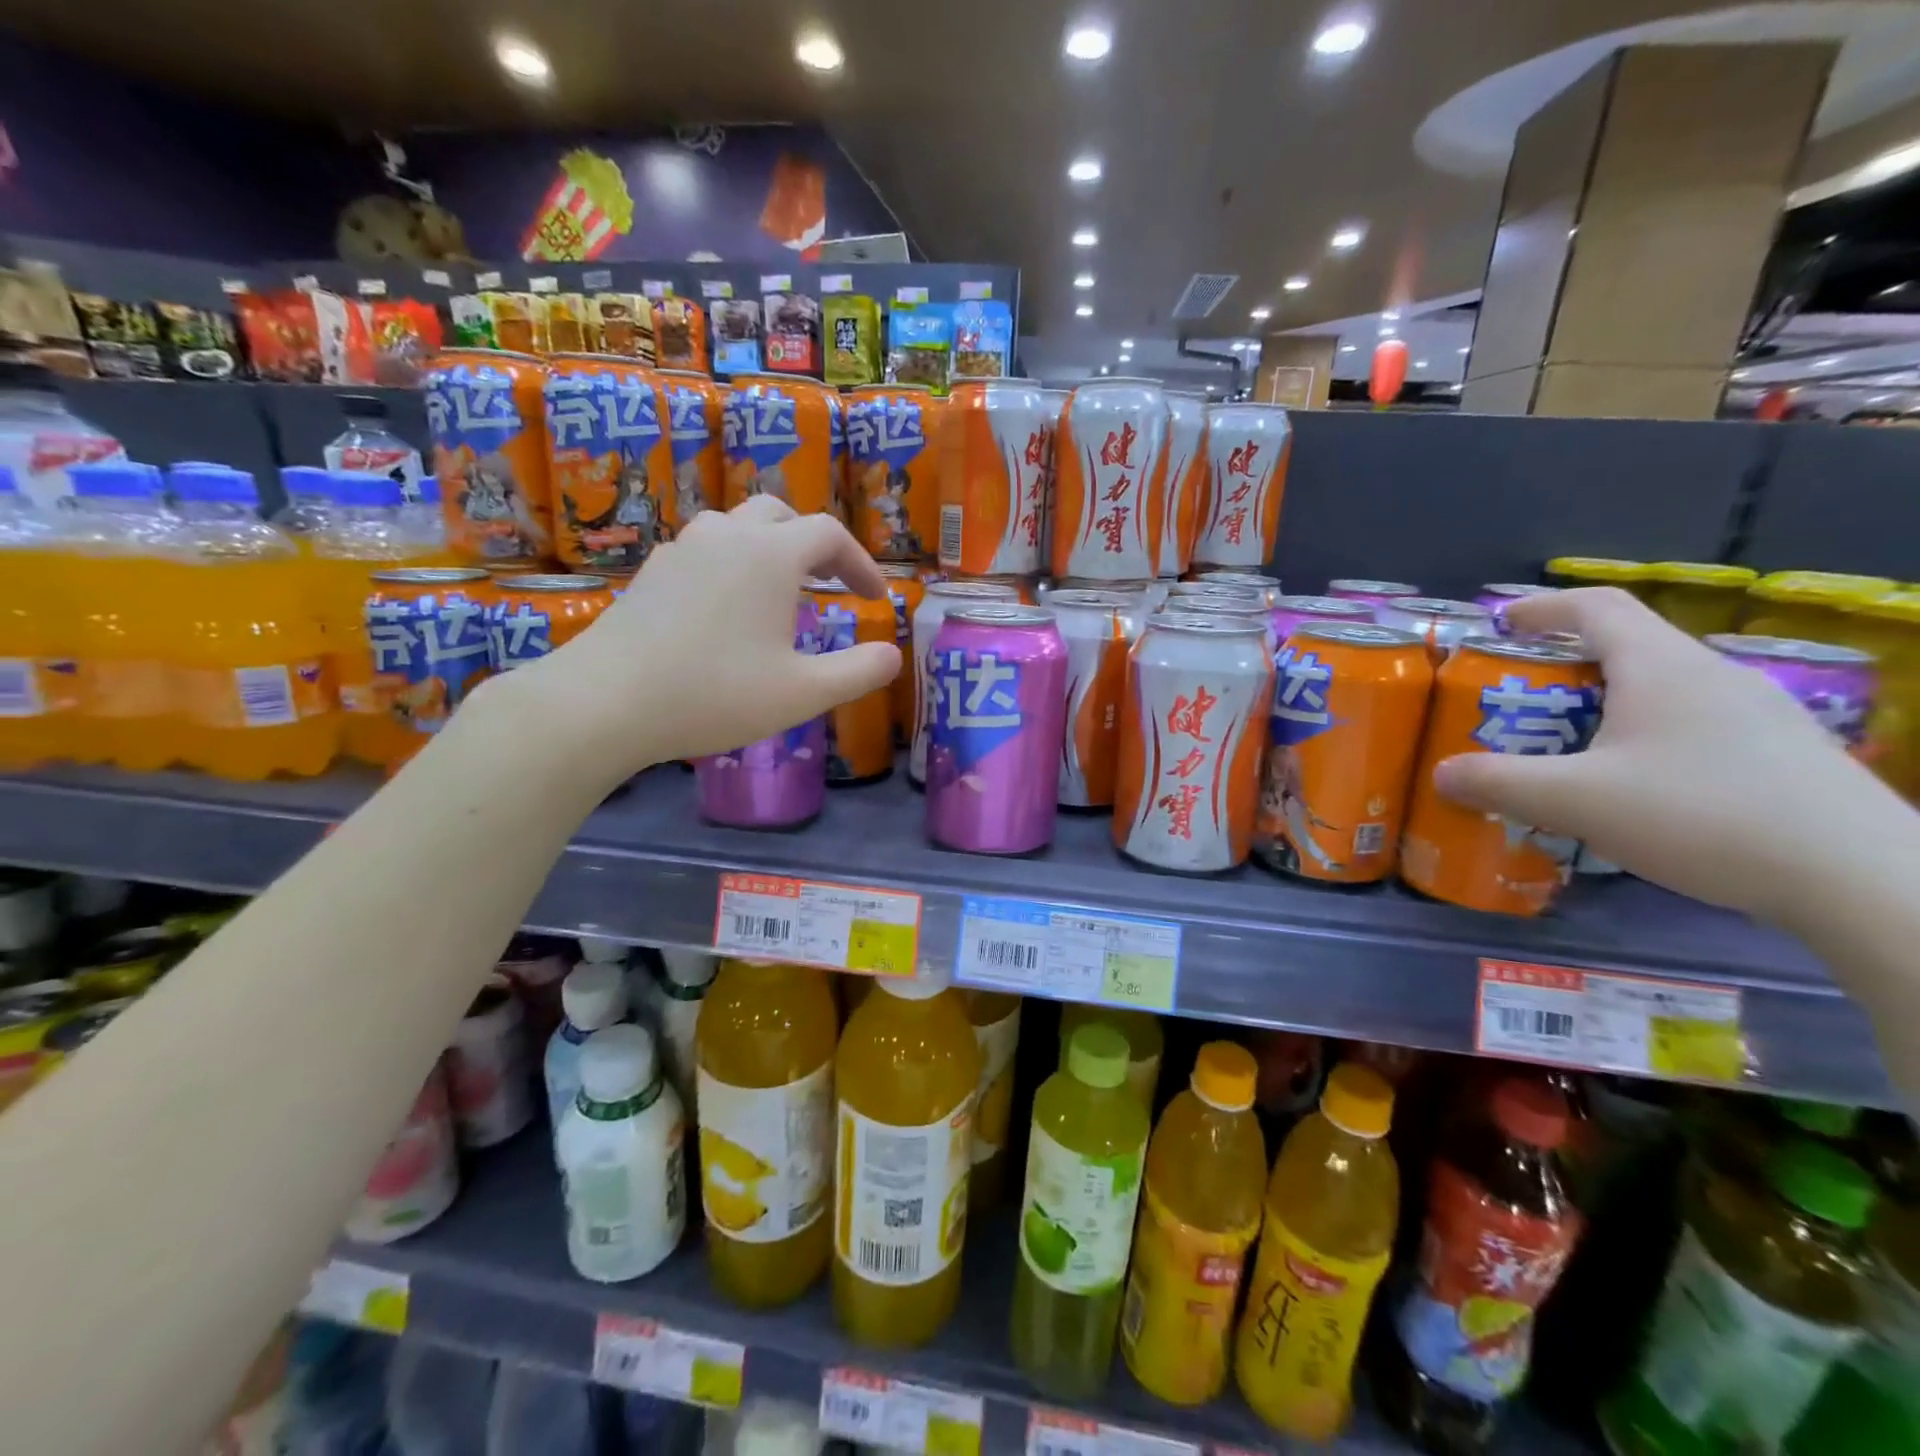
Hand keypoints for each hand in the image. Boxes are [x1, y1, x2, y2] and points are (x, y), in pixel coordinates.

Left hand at [509, 497, 899, 774]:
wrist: (605, 702)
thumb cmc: (715, 694)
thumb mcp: (803, 693)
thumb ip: (858, 671)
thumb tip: (892, 655)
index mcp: (770, 554)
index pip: (830, 535)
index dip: (861, 562)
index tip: (875, 597)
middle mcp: (727, 536)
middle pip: (781, 515)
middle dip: (815, 545)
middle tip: (830, 584)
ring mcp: (682, 549)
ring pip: (737, 526)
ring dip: (770, 548)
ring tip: (781, 591)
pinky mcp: (651, 572)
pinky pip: (705, 550)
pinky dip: (733, 564)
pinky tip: (728, 608)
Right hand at [1432, 588, 1900, 925]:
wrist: (1861, 878)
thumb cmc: (1701, 815)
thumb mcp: (1575, 800)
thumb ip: (1498, 782)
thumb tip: (1441, 773)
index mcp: (1661, 667)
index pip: (1596, 607)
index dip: (1541, 608)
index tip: (1500, 624)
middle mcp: (1711, 676)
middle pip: (1626, 648)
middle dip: (1562, 667)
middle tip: (1518, 702)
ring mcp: (1756, 714)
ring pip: (1660, 690)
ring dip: (1603, 706)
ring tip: (1566, 748)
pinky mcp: (1780, 753)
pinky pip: (1692, 725)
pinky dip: (1644, 737)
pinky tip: (1633, 788)